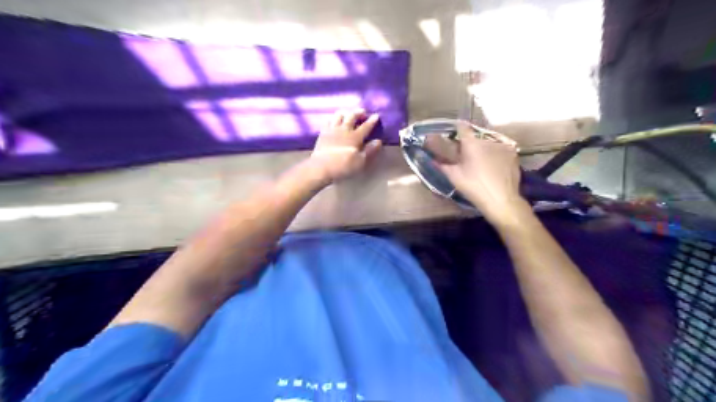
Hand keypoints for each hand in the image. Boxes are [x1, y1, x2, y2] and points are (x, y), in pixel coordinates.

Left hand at [310, 111, 382, 184]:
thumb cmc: (343, 166)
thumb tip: (378, 141)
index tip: (376, 115)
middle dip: (358, 113)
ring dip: (345, 112)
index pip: (365, 126)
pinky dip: (333, 118)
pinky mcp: (323, 133)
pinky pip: (328, 121)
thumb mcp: (360, 161)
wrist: (321, 167)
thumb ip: (369, 150)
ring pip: (339, 115)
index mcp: (355, 137)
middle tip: (363, 112)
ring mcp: (332, 130)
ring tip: (348, 113)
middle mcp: (344, 130)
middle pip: (352, 116)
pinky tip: (334, 120)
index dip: (372, 120)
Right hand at [437, 122, 523, 222]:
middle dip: (470, 143)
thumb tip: (433, 159)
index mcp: (472, 143)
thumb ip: (443, 165)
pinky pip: (501, 150)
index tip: (453, 133)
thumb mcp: (454, 177)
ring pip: (489, 144)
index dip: (457, 128)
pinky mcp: (513, 154)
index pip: (462, 127)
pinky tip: (493, 167)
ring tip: (481, 162)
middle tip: (466, 155)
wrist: (500, 199)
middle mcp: (488, 140)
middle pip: (476, 137)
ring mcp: (503, 146)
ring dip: (483, 149)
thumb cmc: (474, 187)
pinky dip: (495, 155)